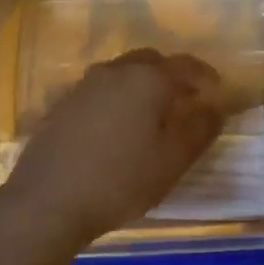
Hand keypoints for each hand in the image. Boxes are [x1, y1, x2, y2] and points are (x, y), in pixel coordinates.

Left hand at [0, 48, 224, 246]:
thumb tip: (215, 108)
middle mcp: (114, 72)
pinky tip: (115, 128)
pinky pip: (98, 92)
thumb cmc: (120, 180)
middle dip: (171, 75)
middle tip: (184, 100)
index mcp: (147, 79)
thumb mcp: (172, 161)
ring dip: (141, 86)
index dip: (205, 76)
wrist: (46, 202)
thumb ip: (200, 130)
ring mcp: (83, 86)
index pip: (185, 65)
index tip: (217, 90)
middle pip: (150, 62)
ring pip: (121, 74)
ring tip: (150, 115)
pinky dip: (115, 100)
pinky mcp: (61, 105)